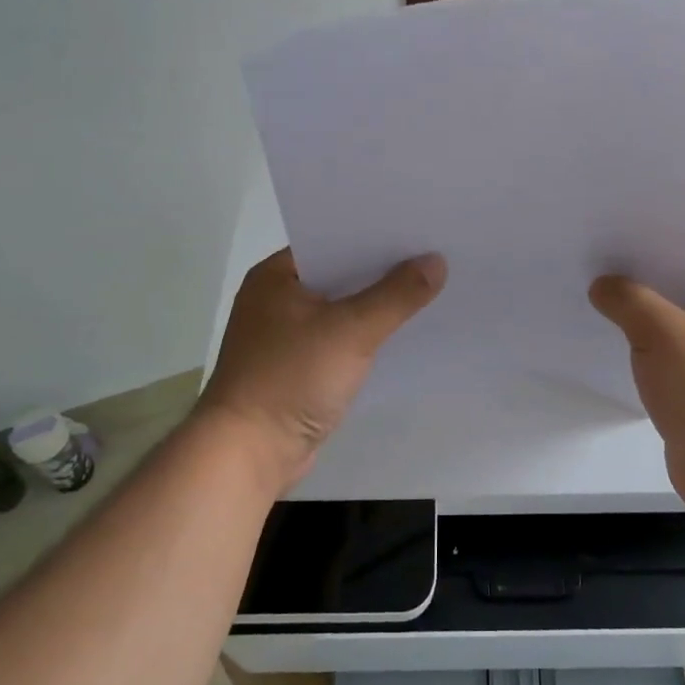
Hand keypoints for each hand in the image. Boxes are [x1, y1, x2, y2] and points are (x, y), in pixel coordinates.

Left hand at [196, 248, 445, 494]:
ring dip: (376, 306)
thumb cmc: (291, 378)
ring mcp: (285, 336)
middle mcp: (276, 299)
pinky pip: (340, 340)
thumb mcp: (351, 330)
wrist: (249, 454)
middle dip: (382, 271)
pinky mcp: (297, 368)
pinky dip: (366, 337)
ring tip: (428, 290)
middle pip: (340, 275)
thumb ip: (396, 295)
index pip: (332, 240)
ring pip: (342, 309)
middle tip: (433, 256)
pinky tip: (402, 334)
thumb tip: (436, 261)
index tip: (418, 230)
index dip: (375, 235)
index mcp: (275, 276)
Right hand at [590, 254, 684, 519]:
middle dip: (641, 274)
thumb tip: (603, 286)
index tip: (619, 228)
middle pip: (679, 287)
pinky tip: (608, 341)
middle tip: (595, 257)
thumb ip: (628, 300)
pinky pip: (662, 357)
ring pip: (668, 324)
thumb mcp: (663, 332)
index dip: (661, 237)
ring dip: (636, 314)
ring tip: (593, 293)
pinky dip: (639, 348)